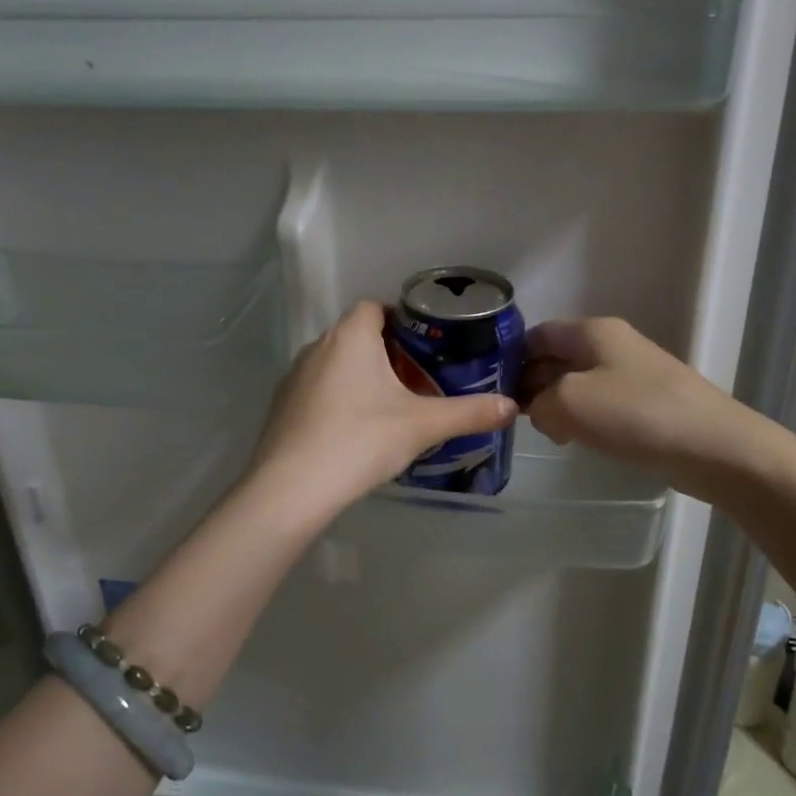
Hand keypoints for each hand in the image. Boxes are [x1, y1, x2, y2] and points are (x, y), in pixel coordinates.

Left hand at [245, 300, 517, 522]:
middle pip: (357, 336)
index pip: (375, 307)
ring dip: (361, 376)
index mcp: (351, 337)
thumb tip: (512, 407)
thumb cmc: (361, 440)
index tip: (426, 346)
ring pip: (336, 364)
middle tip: (418, 380)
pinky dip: (339, 400)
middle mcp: (318, 347)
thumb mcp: (422, 426)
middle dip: (387, 352)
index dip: (401, 319)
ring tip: (391, 407)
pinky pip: (319, 390)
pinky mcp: (283, 407)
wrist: (292, 488)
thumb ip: (469, 413)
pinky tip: (356, 431)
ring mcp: (295, 377)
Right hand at [520, 317, 745, 490]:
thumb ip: (538, 402)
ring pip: (577, 383)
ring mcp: (631, 374)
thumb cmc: (636, 414)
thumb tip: (538, 410)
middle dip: (531, 384)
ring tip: (544, 433)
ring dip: (556, 405)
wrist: (713, 447)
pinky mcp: (646, 404)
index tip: (489, 387)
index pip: (537, 333)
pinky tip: (576, 441)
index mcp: (593, 332)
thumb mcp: (569, 403)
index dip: (510, 357)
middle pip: (556, 357)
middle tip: (510, 417)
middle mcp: (611, 345)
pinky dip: (582, 419)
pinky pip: (600, 405)